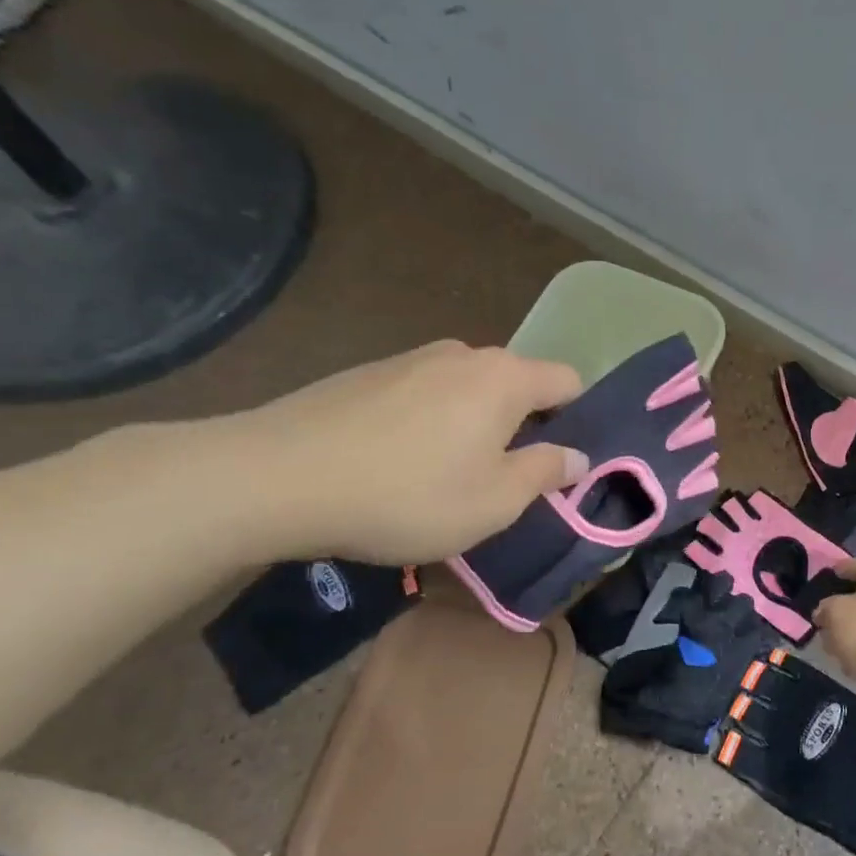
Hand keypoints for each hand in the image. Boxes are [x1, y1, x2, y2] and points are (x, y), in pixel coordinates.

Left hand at [225, 341, 585, 564]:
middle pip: (518, 384)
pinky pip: (424, 394)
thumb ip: (546, 473)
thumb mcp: (495, 501)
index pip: (569, 381)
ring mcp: (411, 358)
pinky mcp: (368, 373)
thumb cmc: (407, 494)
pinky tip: (398, 462)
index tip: (560, 464)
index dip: (578, 420)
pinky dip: (431, 422)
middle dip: (524, 426)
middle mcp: (464, 354)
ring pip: (469, 390)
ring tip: (446, 475)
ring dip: (475, 425)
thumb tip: (578, 456)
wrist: (277, 477)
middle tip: (504, 479)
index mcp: (505, 378)